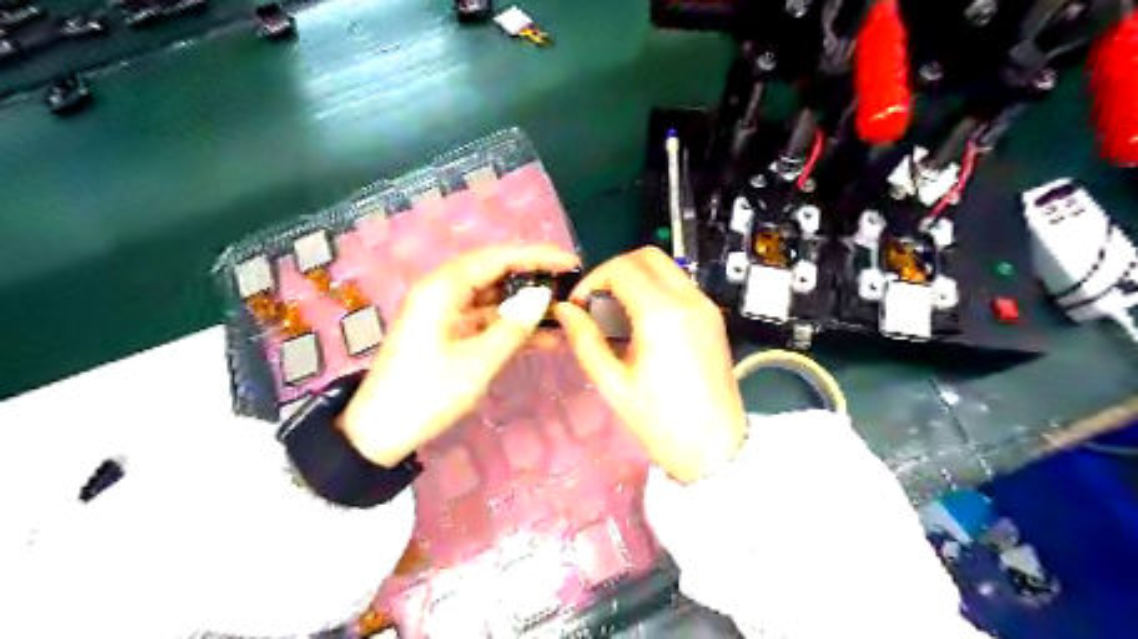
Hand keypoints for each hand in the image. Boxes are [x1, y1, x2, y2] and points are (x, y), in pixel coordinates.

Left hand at [337, 247, 577, 467]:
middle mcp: (442, 292)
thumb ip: (513, 326)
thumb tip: (542, 295)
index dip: (536, 257)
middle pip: (494, 273)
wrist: (380, 432)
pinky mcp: (448, 332)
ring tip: (563, 314)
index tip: (570, 262)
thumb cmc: (427, 394)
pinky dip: (511, 327)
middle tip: (570, 287)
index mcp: (442, 289)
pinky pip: (485, 320)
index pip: (497, 258)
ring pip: (493, 298)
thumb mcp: (477, 362)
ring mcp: (445, 312)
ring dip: (525, 306)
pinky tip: (544, 338)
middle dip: (533, 279)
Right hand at [551, 248, 749, 480]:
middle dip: (614, 271)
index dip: (592, 281)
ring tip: (616, 314)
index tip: (579, 306)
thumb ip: (585, 340)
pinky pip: (679, 286)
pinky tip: (641, 323)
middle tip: (596, 302)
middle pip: (647, 256)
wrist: (715, 450)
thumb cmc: (661, 423)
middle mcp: (689, 300)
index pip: (621, 269)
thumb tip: (564, 311)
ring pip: (666, 268)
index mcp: (663, 315)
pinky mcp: (713, 318)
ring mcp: (706, 307)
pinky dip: (655, 290)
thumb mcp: (613, 384)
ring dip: (636, 279)